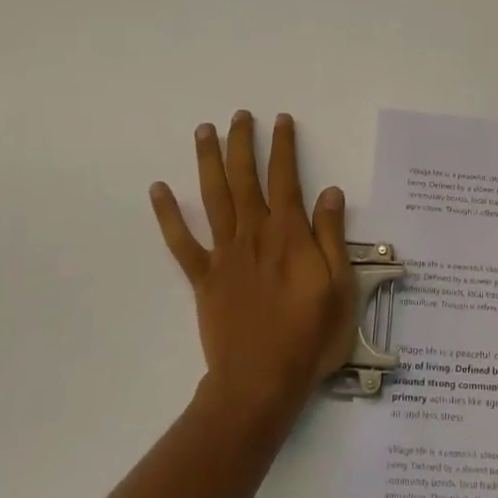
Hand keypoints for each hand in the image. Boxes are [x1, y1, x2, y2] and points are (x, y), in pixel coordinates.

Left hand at [150, 112, 357, 416]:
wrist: (261, 382)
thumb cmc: (309, 336)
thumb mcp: (340, 286)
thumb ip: (332, 237)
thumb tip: (330, 192)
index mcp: (288, 235)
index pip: (286, 179)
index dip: (283, 147)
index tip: (280, 120)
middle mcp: (253, 235)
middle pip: (245, 179)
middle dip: (243, 143)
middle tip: (239, 115)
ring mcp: (224, 255)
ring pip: (214, 198)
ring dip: (208, 162)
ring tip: (204, 131)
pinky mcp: (204, 278)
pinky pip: (181, 242)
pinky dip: (168, 215)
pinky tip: (158, 190)